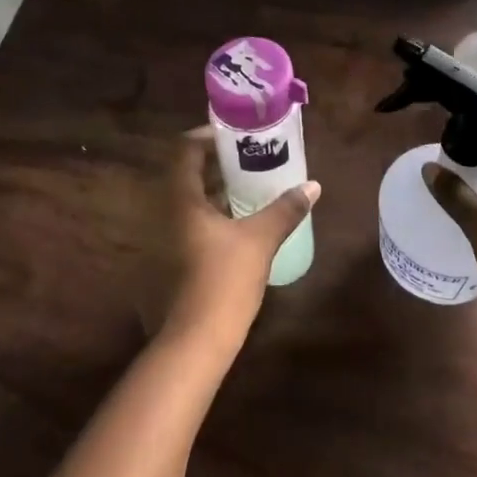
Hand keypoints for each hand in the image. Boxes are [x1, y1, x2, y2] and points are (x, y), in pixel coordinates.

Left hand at [142, 129, 319, 350]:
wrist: (194, 342)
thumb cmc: (223, 280)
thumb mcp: (260, 240)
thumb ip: (285, 210)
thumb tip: (312, 186)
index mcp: (181, 199)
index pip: (185, 150)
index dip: (207, 136)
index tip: (234, 134)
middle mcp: (166, 213)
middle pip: (186, 174)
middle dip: (216, 163)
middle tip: (248, 158)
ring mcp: (164, 239)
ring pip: (188, 201)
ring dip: (214, 191)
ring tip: (248, 187)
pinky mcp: (170, 261)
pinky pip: (189, 224)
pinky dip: (210, 215)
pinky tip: (237, 225)